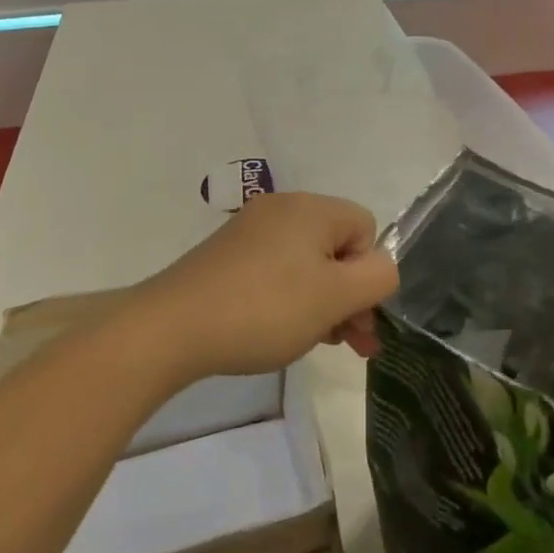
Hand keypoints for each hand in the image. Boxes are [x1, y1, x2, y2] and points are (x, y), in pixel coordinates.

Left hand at [130, 192, 398, 382]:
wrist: (172, 327)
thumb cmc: (265, 309)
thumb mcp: (335, 297)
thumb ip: (377, 278)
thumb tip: (380, 268)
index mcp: (311, 208)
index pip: (365, 228)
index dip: (367, 272)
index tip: (352, 312)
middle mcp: (281, 208)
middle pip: (336, 247)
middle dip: (349, 295)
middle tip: (350, 344)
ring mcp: (249, 230)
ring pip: (307, 263)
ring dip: (321, 302)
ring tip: (317, 342)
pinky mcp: (227, 255)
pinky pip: (275, 271)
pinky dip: (288, 299)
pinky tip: (281, 331)